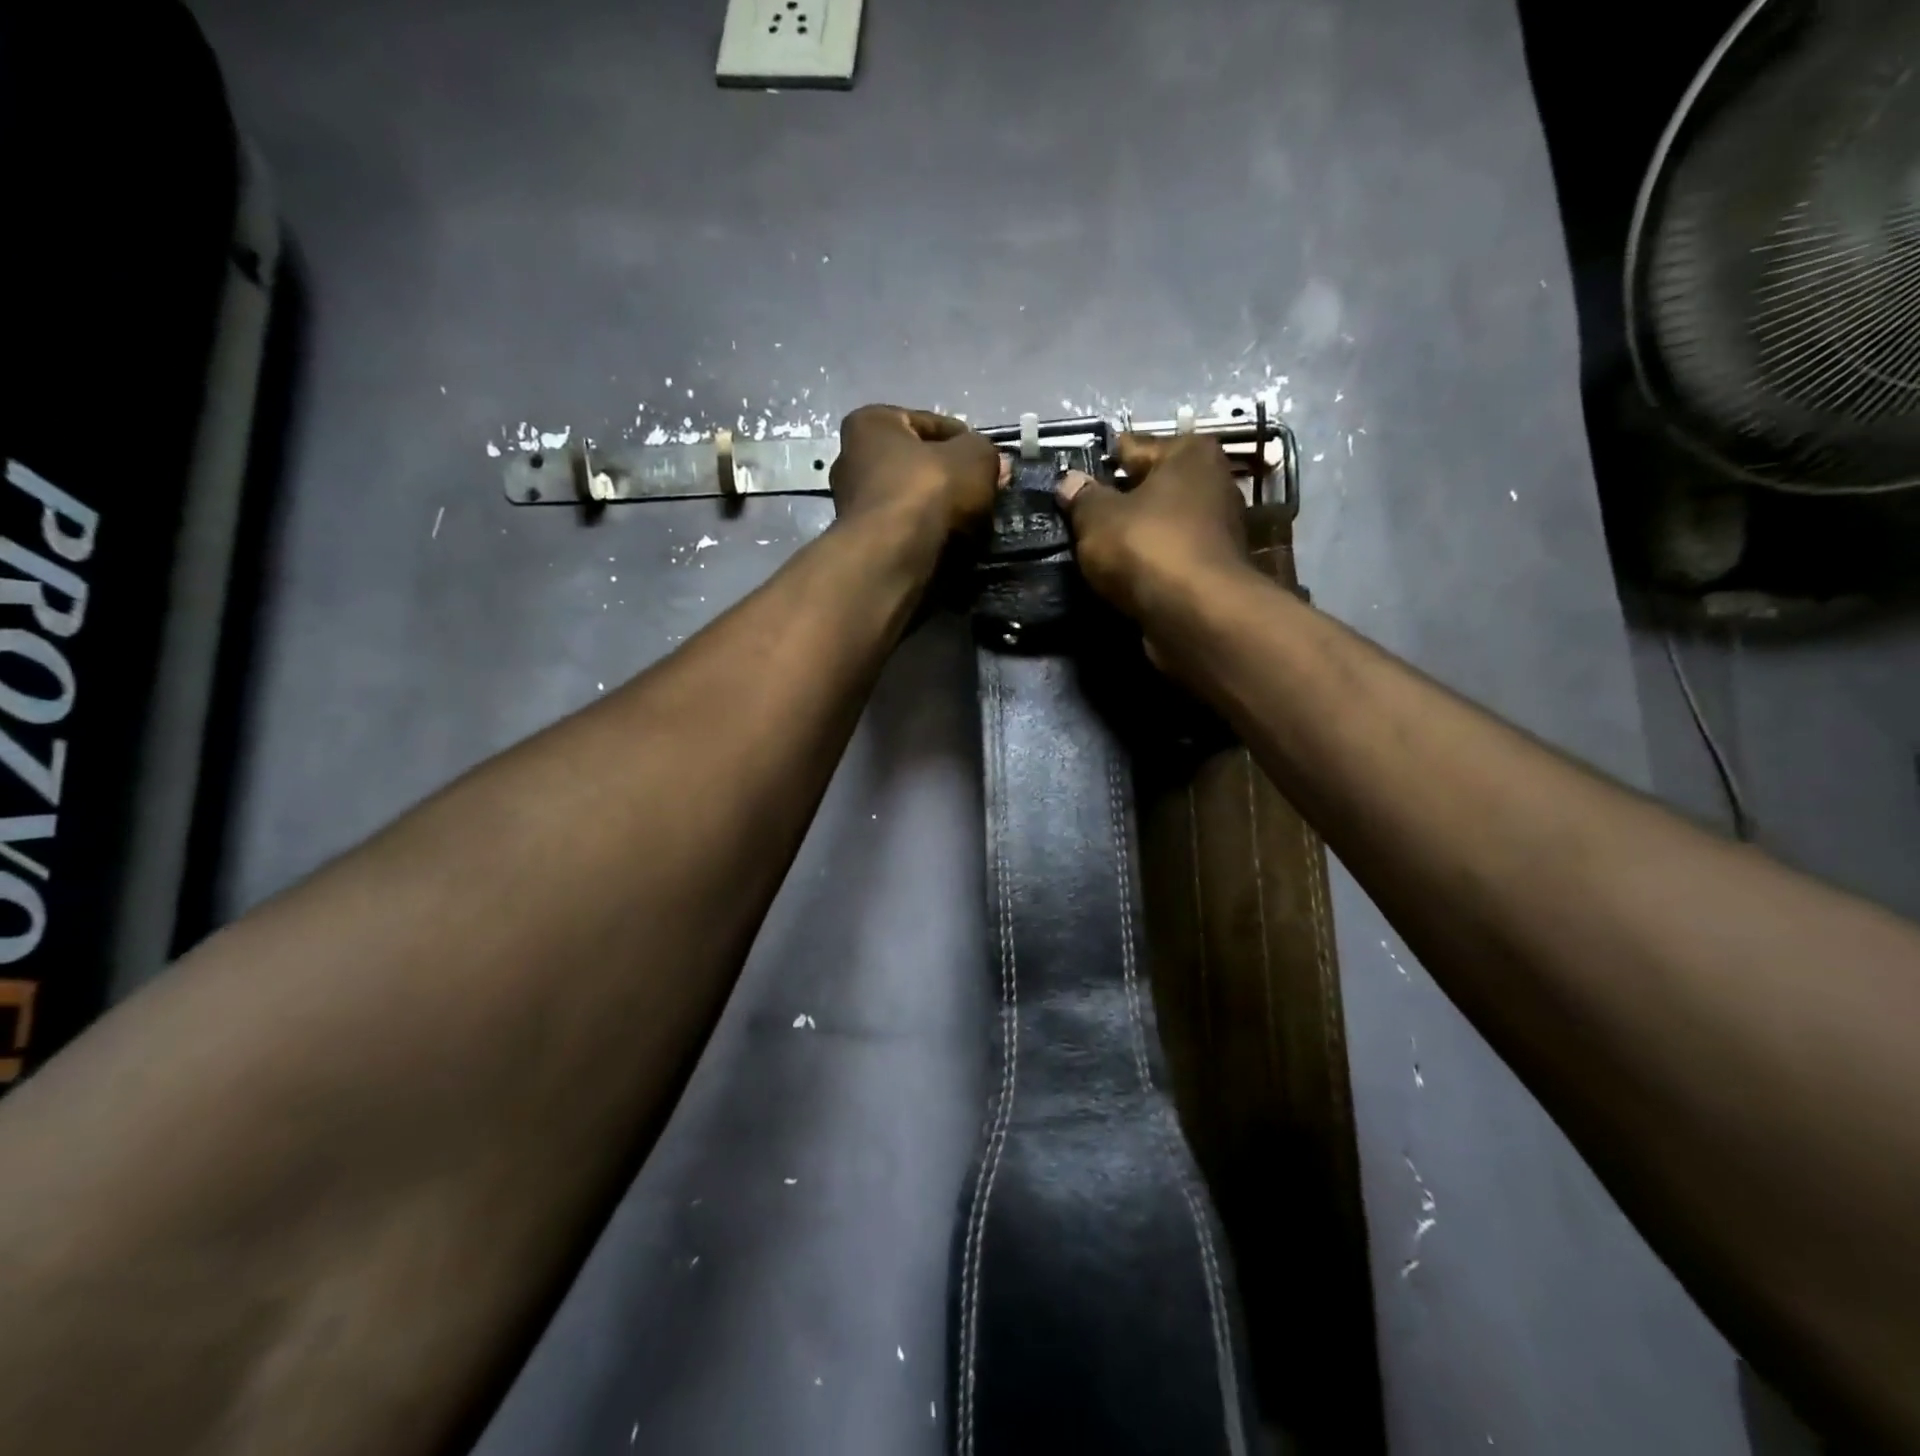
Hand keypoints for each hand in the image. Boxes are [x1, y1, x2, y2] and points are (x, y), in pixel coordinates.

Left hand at [830, 405, 1000, 541]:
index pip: (930, 423)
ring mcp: (853, 506)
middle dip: (951, 478)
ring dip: (940, 509)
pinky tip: (951, 543)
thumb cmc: (928, 490)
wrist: (892, 556)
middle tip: (984, 491)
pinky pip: (905, 531)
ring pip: (912, 501)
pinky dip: (927, 534)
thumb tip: (995, 464)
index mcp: (870, 424)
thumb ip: (986, 453)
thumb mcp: (975, 457)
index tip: (990, 461)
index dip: (966, 441)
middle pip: (917, 464)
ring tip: (973, 522)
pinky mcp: (863, 543)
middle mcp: (851, 460)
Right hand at [1056, 433, 1250, 621]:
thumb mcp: (1097, 517)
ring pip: (1162, 525)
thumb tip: (1070, 482)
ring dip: (1136, 535)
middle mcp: (1213, 483)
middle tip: (1082, 517)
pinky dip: (1150, 563)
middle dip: (1121, 500)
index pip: (1134, 447)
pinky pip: (1170, 557)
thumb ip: (1082, 497)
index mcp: (1189, 453)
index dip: (1101, 463)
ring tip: (1099, 549)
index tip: (1076, 479)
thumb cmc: (1147, 546)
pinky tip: (1125, 575)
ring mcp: (1219, 530)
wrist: (1196, 614)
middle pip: (1152, 487)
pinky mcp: (1214, 571)